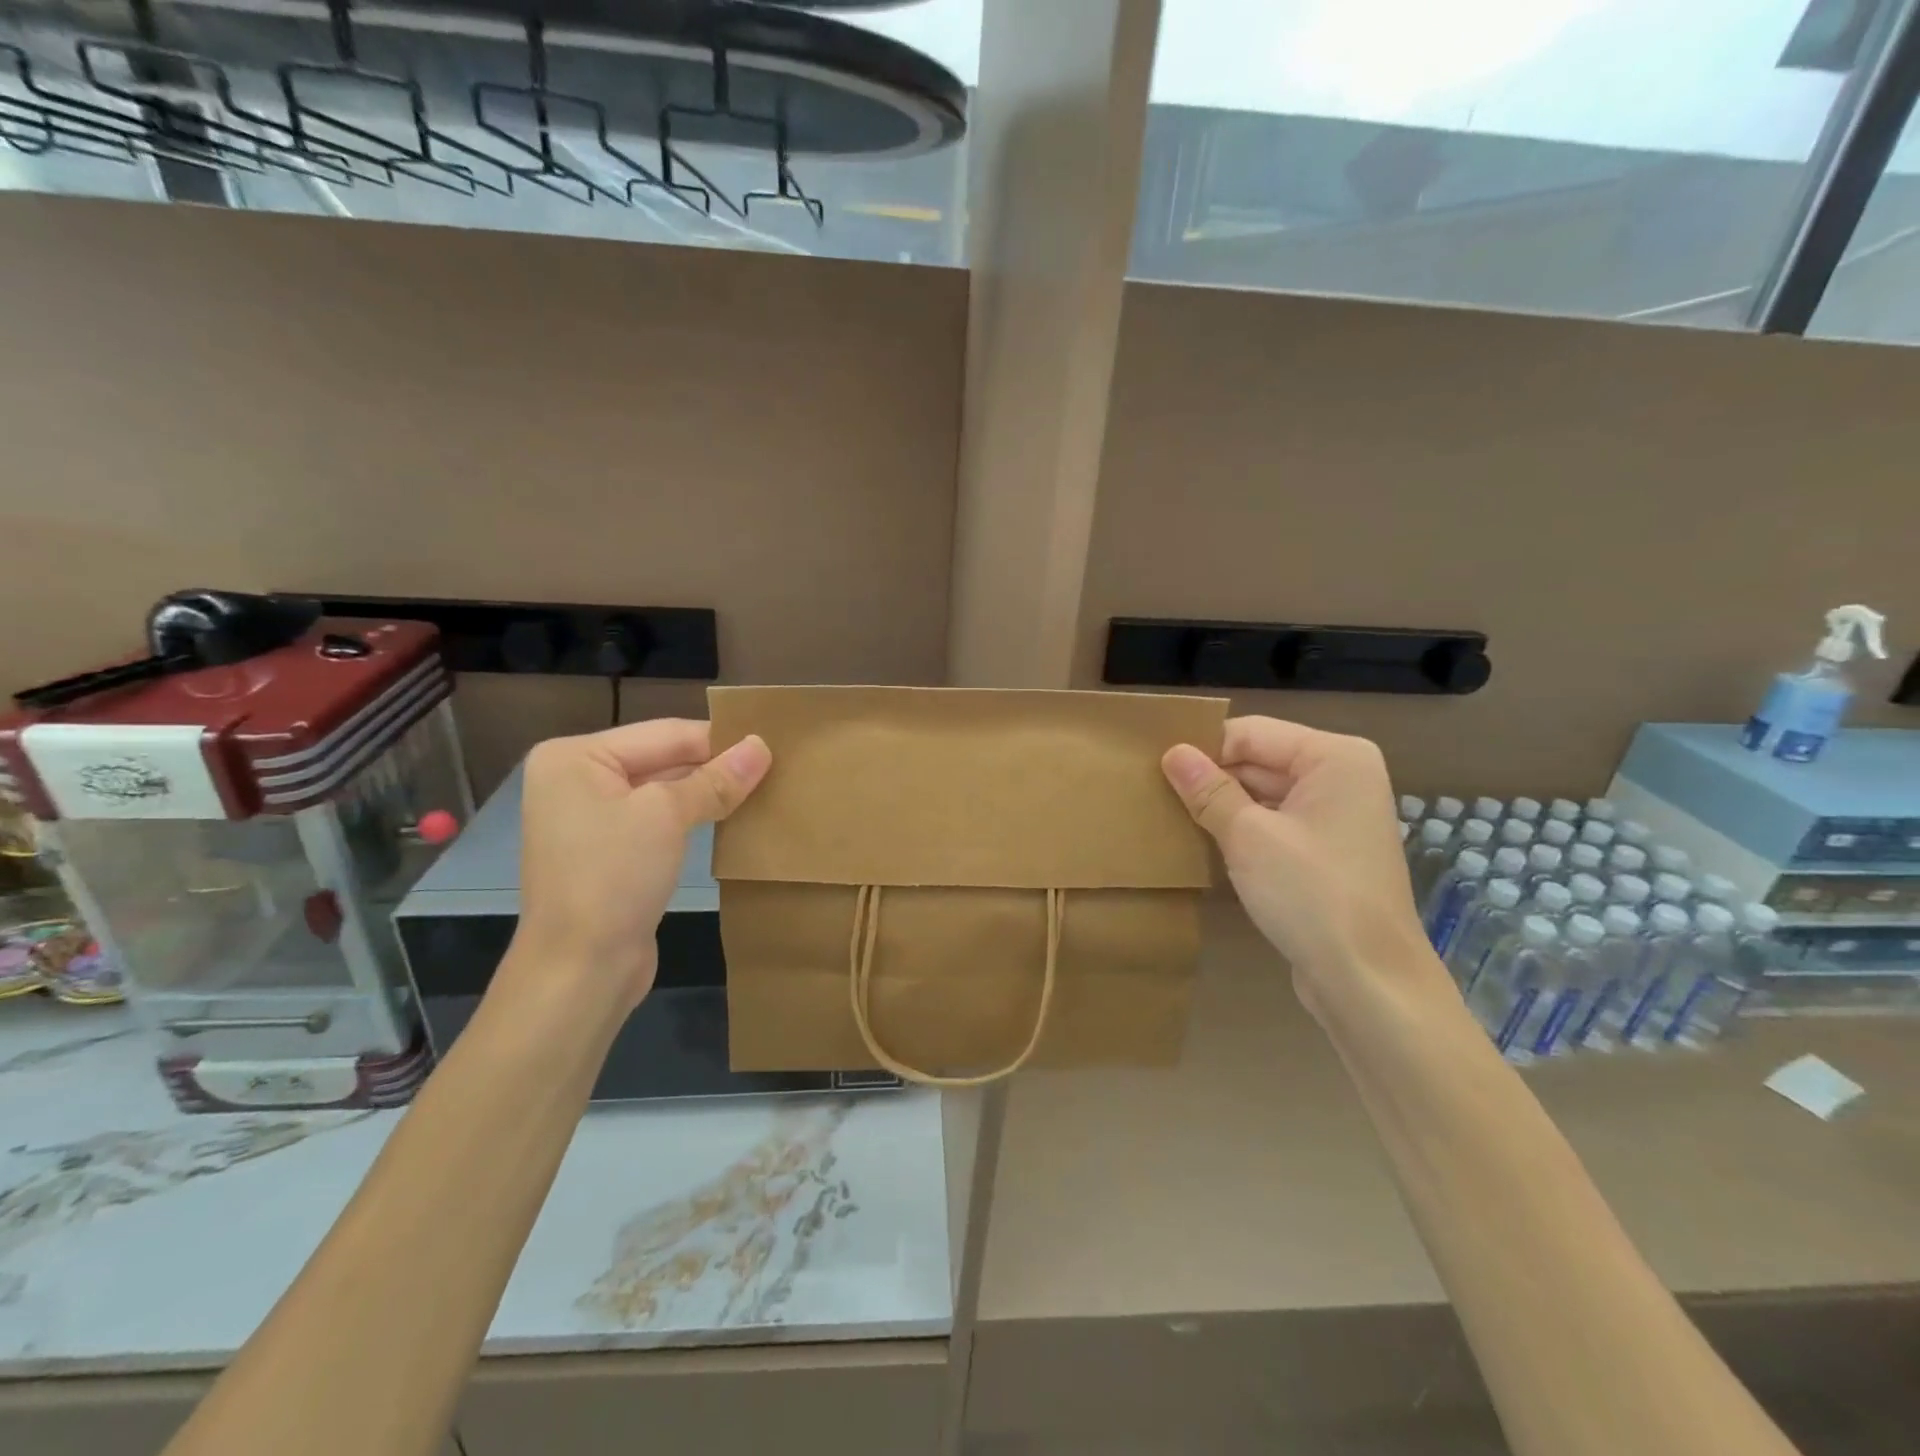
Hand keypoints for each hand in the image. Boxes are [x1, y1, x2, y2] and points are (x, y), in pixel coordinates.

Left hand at [508, 719, 770, 1013]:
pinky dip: (694, 817)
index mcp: (575, 757)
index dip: (720, 740)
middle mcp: (577, 780)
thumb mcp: (667, 816)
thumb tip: (761, 746)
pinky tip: (734, 818)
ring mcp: (592, 819)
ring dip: (709, 792)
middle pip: (663, 759)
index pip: (665, 734)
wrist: (580, 970)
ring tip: (764, 788)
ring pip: (665, 791)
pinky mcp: (611, 852)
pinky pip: (660, 821)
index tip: (774, 743)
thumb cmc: (613, 877)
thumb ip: (716, 779)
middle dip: (716, 766)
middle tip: (775, 767)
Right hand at [1161, 716, 1443, 1018]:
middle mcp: (1340, 777)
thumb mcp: (1249, 836)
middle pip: (1259, 760)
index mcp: (1334, 757)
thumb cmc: (1311, 895)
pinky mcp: (1325, 852)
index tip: (1153, 765)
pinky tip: (1200, 840)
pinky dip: (1241, 829)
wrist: (1369, 982)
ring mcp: (1335, 816)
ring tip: (1166, 812)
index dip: (1202, 747)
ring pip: (1263, 793)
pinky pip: (1273, 823)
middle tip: (1151, 789)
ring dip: (1221, 804)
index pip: (1250, 733)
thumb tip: (1172, 753)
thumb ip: (1208, 790)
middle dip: (1210, 776)